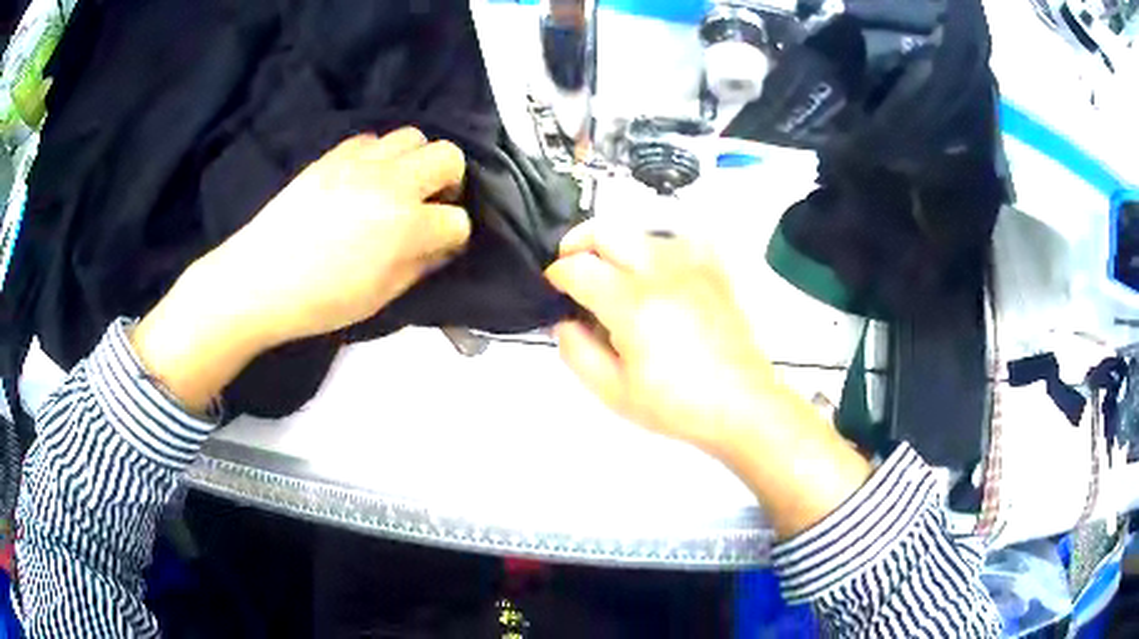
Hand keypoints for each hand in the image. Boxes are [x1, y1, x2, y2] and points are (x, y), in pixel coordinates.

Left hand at [201, 129, 470, 345]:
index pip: (457, 220)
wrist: (259, 280)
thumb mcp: (380, 297)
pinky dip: (379, 155)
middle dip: (450, 181)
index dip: (453, 237)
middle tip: (428, 204)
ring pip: (413, 136)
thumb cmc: (320, 301)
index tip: (439, 246)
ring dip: (415, 161)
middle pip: (448, 157)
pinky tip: (365, 179)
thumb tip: (440, 246)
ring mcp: (361, 162)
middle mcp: (392, 183)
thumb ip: (419, 267)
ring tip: (397, 187)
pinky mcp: (334, 154)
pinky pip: (373, 139)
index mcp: (406, 226)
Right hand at [546, 219, 871, 537]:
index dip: (556, 275)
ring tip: (614, 275)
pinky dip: (658, 247)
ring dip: (617, 246)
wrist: (741, 404)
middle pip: (606, 231)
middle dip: (578, 243)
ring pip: (640, 231)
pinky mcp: (713, 269)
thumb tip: (564, 320)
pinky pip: (679, 239)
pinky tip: (657, 271)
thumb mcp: (612, 391)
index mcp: (631, 304)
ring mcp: (691, 265)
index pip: (577, 268)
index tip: (554, 287)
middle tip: (573, 267)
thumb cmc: (675, 405)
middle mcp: (659, 271)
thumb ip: (576, 351)